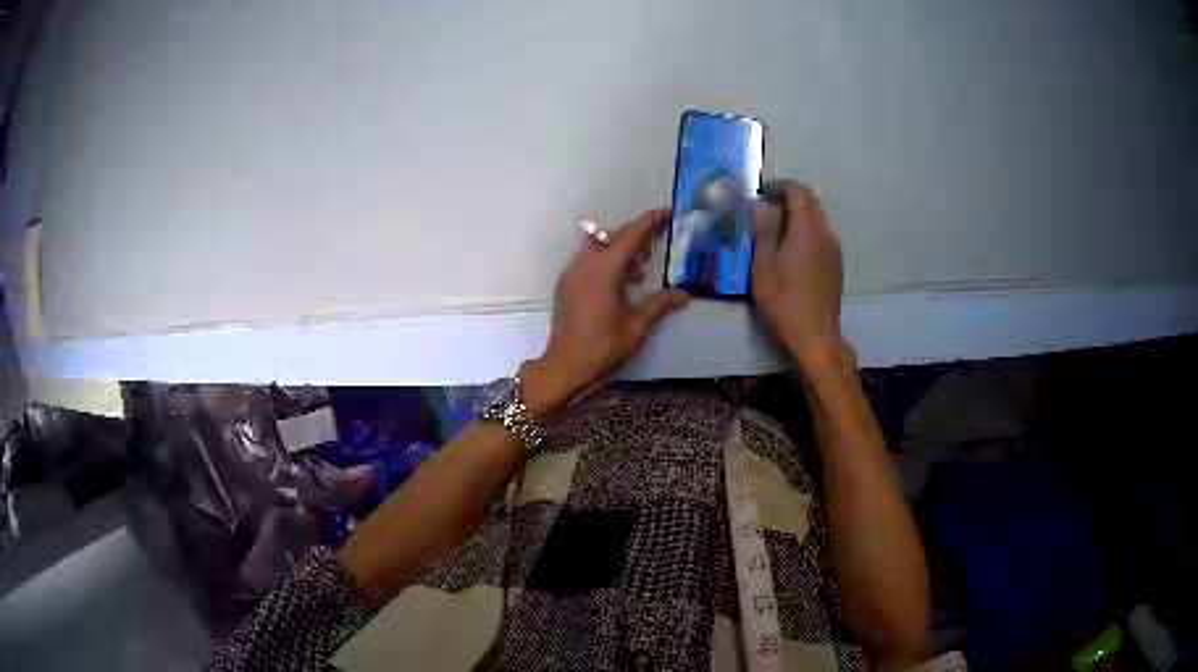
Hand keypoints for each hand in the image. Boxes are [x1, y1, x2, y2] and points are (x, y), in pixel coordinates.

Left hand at [522, 209, 689, 413]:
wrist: (565, 365)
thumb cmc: (603, 347)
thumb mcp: (637, 327)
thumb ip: (660, 305)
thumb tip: (683, 294)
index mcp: (604, 270)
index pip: (629, 235)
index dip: (649, 222)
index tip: (666, 213)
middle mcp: (585, 264)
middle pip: (612, 237)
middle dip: (635, 237)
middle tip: (655, 247)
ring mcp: (572, 273)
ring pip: (598, 248)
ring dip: (620, 251)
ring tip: (640, 271)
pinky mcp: (566, 284)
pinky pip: (588, 261)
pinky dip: (606, 263)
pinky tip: (620, 284)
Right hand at [751, 181, 845, 365]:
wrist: (816, 339)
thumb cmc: (785, 304)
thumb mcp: (764, 268)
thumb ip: (764, 233)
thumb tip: (763, 207)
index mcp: (807, 232)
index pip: (799, 192)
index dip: (780, 187)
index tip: (761, 194)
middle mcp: (825, 235)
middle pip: (812, 203)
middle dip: (789, 199)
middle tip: (766, 209)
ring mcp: (834, 251)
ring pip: (818, 220)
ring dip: (798, 216)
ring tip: (776, 230)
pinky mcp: (836, 266)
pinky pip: (821, 236)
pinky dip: (806, 232)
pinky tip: (791, 252)